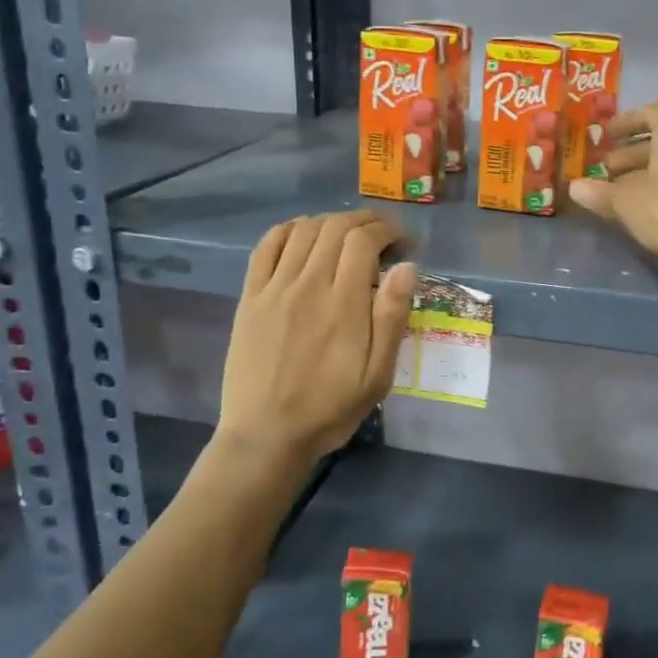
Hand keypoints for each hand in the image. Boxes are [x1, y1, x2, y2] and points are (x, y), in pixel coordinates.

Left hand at [217, 210, 416, 466]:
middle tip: (382, 234)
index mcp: (343, 304)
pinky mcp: (250, 297)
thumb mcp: (377, 374)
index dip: (387, 230)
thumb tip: (406, 266)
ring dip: (330, 222)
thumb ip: (391, 317)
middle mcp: (307, 286)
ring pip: (303, 230)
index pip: (363, 241)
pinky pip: (266, 246)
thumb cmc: (330, 408)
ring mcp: (274, 289)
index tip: (403, 242)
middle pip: (335, 228)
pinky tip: (303, 235)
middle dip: (364, 221)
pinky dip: (288, 229)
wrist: (266, 435)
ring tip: (348, 235)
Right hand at [567, 104, 657, 294]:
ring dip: (640, 176)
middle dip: (628, 154)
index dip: (626, 121)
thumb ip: (599, 192)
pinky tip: (636, 212)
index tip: (604, 134)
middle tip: (602, 169)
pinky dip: (655, 193)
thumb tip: (574, 187)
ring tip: (613, 193)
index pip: (651, 113)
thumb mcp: (625, 201)